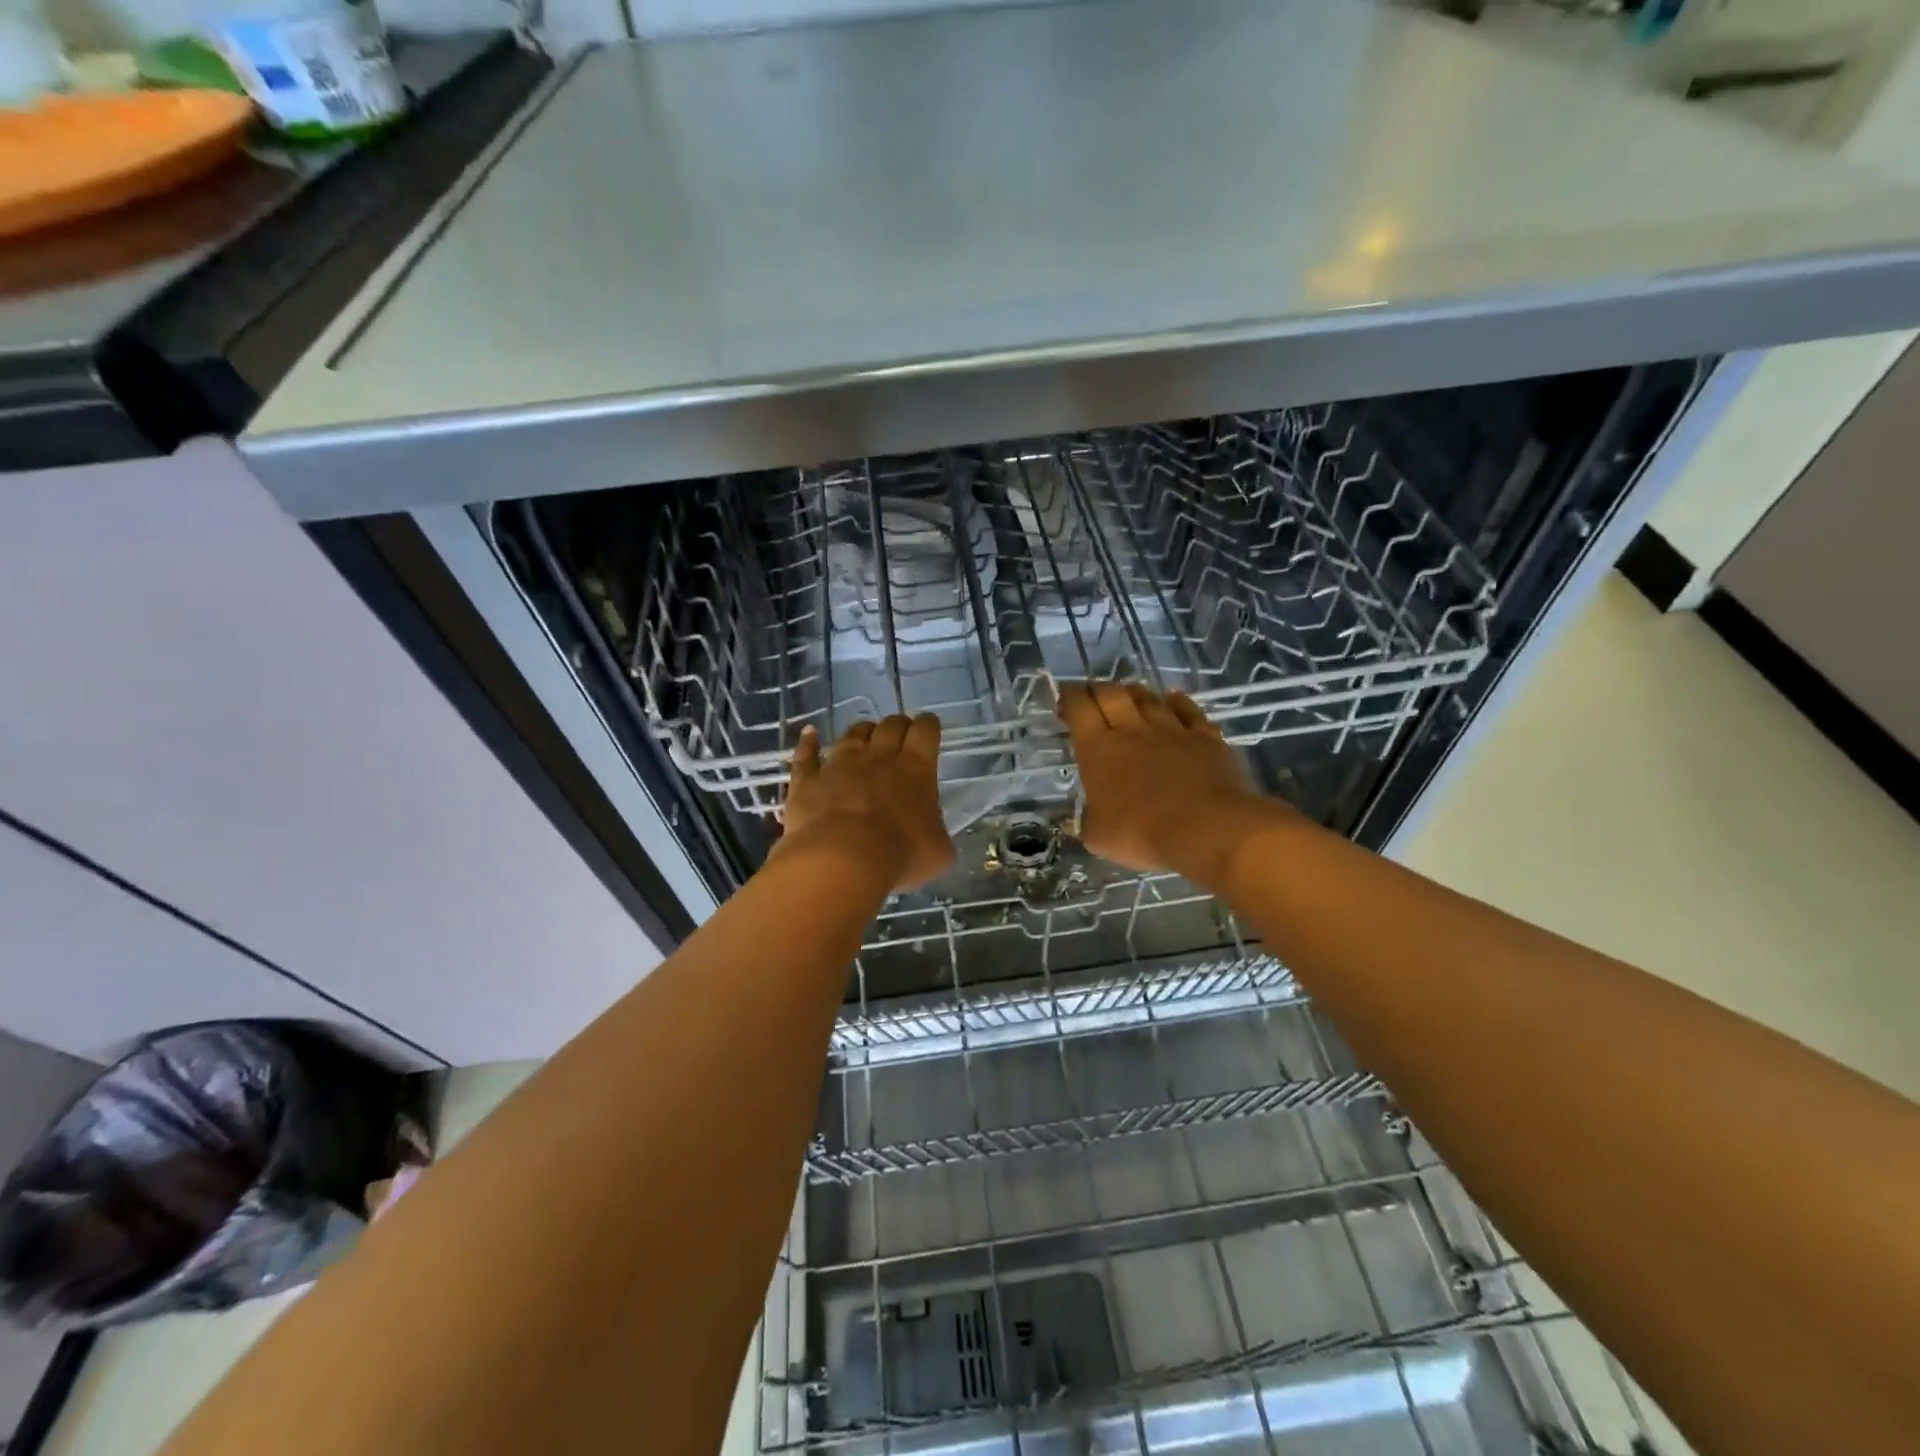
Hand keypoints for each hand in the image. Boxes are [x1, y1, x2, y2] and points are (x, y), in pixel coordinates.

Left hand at [779, 715, 954, 891]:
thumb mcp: (938, 851)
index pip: (925, 731)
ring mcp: (839, 765)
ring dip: (862, 731)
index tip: (929, 726)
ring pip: (853, 735)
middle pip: (890, 726)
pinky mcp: (808, 780)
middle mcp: (878, 757)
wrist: (842, 860)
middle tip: (901, 733)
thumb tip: (933, 833)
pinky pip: (807, 755)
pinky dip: (808, 742)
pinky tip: (809, 732)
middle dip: (898, 725)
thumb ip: (937, 832)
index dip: (928, 725)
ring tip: (866, 733)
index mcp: (916, 769)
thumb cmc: (899, 855)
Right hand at [1059, 683, 1296, 887]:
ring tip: (1128, 693)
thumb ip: (1089, 822)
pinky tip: (1174, 699)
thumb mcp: (1098, 837)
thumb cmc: (1142, 833)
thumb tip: (1086, 821)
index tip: (1065, 697)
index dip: (1069, 697)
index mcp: (1098, 749)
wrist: (1206, 828)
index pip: (1079, 708)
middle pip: (1111, 694)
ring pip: (1149, 698)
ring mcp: (1172, 730)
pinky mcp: (1205, 737)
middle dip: (1098, 688)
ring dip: (1135, 692)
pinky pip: (1189, 711)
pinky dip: (1178, 702)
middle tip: (1092, 694)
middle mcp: (1132, 730)